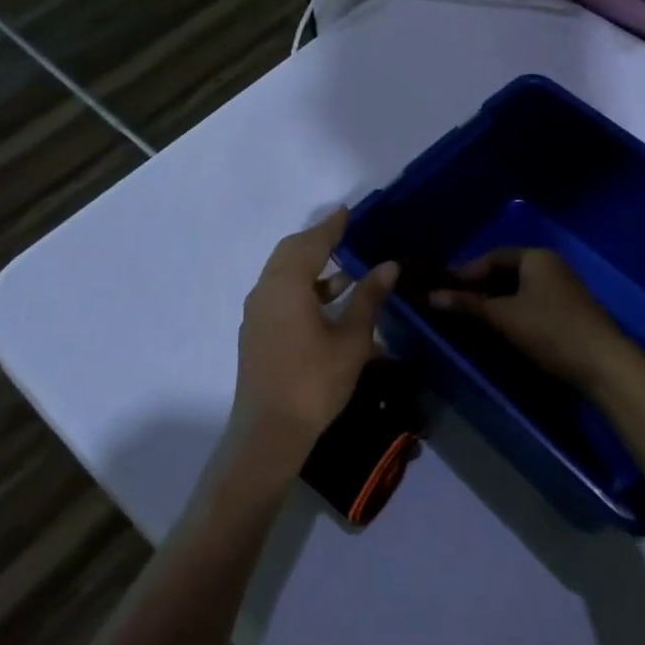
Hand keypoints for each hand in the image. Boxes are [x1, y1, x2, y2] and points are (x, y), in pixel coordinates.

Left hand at [228, 207, 397, 485]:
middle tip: (346, 233)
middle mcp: (265, 292)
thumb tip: (389, 265)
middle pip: (290, 253)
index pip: (311, 243)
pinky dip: (302, 286)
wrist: (269, 433)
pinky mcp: (256, 332)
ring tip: (346, 267)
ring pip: (282, 274)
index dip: (331, 226)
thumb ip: (368, 298)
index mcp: (286, 286)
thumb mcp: (351, 340)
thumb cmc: (315, 383)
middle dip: (318, 241)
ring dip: (311, 265)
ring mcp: (257, 313)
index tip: (349, 211)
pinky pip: (279, 293)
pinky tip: (327, 300)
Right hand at [428, 247, 634, 392]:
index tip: (442, 289)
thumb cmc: (550, 331)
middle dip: (479, 287)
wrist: (604, 364)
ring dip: (495, 301)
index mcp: (536, 257)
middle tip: (453, 304)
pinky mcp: (568, 311)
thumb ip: (468, 304)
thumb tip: (432, 296)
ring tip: (471, 317)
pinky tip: (499, 327)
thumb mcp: (504, 317)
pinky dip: (512, 311)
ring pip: (519, 289)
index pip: (492, 257)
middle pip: (506, 272)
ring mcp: (562, 288)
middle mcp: (551, 266)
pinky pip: (531, 302)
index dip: (466, 272)